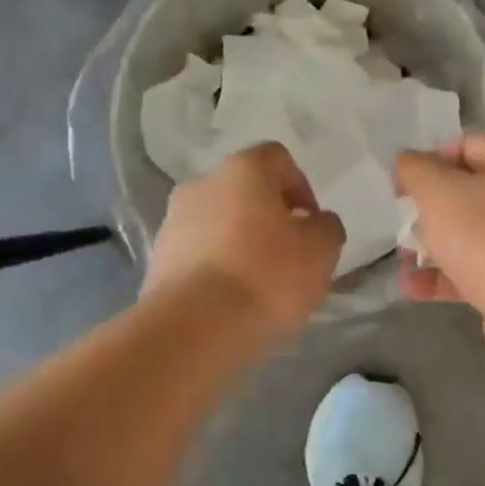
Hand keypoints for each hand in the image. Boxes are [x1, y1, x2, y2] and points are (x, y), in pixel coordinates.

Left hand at [145, 143, 345, 337]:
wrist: (196, 327)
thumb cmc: (268, 276)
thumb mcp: (322, 250)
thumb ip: (327, 227)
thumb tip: (317, 222)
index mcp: (244, 170)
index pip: (278, 158)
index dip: (301, 187)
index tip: (311, 224)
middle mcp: (203, 184)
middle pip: (244, 192)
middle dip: (268, 217)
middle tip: (288, 255)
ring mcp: (173, 221)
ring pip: (218, 223)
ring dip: (239, 242)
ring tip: (257, 284)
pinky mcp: (158, 259)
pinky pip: (198, 254)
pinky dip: (216, 267)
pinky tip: (230, 300)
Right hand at [394, 134, 484, 370]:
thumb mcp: (439, 193)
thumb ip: (417, 171)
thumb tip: (407, 161)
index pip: (470, 145)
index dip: (432, 158)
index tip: (403, 183)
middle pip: (472, 193)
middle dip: (431, 209)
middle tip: (402, 223)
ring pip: (474, 236)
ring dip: (435, 247)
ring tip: (403, 261)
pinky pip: (480, 272)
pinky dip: (448, 278)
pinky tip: (415, 289)